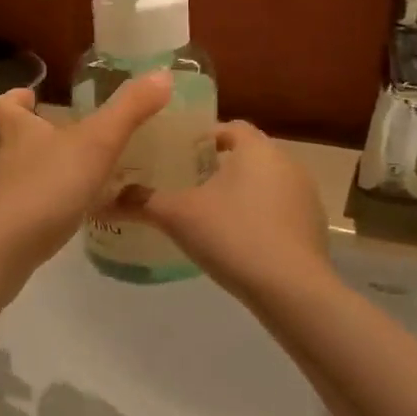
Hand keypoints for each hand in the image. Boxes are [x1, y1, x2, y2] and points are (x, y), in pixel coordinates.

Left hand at [0, 72, 172, 266]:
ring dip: (26, 175)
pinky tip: (60, 217)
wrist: (9, 244)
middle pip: (0, 142)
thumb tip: (162, 74)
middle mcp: (3, 160)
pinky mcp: (3, 228)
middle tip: (51, 140)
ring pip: (7, 178)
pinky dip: (35, 209)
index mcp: (19, 132)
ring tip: (58, 178)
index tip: (30, 96)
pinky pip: (18, 212)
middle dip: (21, 139)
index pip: (4, 106)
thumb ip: (130, 110)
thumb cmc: (51, 183)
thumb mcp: (98, 142)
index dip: (16, 99)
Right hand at [109, 121, 331, 302]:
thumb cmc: (233, 236)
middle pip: (247, 154)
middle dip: (218, 166)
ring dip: (241, 191)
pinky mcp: (313, 225)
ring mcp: (305, 194)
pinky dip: (259, 215)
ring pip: (264, 182)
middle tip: (186, 184)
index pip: (229, 127)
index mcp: (256, 148)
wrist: (291, 289)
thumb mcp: (178, 216)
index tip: (177, 155)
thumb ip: (141, 202)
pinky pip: (279, 209)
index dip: (201, 137)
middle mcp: (286, 162)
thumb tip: (103, 197)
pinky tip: (238, 239)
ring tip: (209, 212)